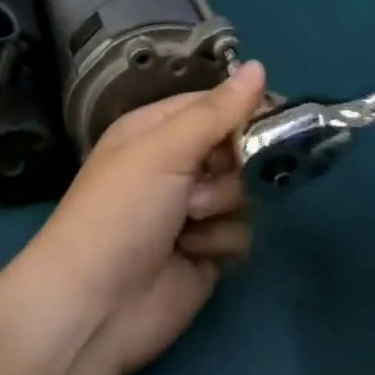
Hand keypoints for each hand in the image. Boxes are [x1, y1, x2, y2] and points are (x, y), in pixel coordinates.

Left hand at [13, 63, 268, 374]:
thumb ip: (216, 112)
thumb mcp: (164, 149)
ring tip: (189, 222)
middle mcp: (176, 164)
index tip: (278, 115)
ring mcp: (192, 210)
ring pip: (242, 192)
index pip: (213, 104)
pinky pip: (240, 233)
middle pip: (235, 148)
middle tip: (208, 178)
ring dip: (220, 206)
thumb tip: (259, 66)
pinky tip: (192, 252)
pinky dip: (220, 242)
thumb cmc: (122, 210)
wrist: (96, 309)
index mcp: (157, 129)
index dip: (244, 108)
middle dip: (230, 165)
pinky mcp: (207, 252)